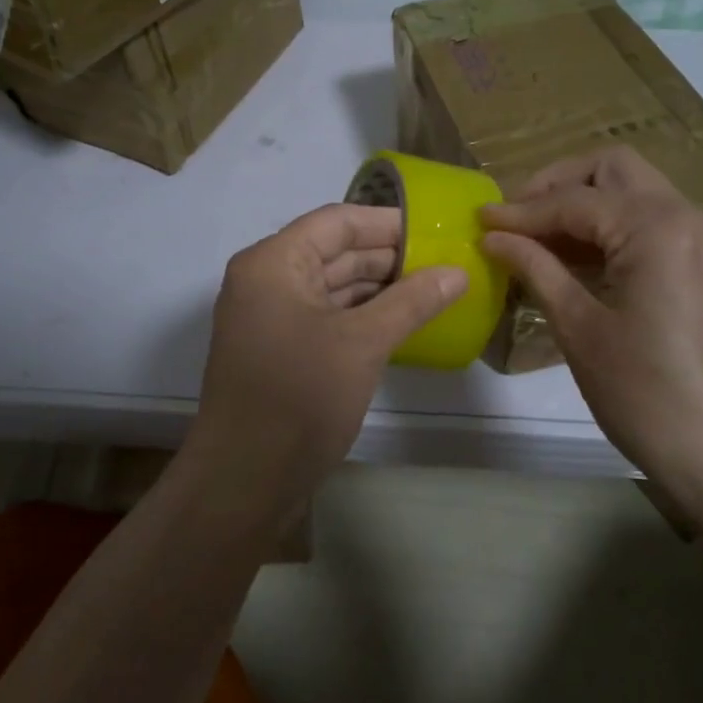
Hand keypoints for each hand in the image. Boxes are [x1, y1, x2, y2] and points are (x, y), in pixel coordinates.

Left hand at [193, 203, 465, 504]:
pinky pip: (327, 318)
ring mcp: (271, 319)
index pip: (337, 222)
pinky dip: (362, 317)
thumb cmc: (300, 397)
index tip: (436, 230)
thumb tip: (458, 272)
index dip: (388, 223)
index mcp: (274, 262)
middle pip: (334, 252)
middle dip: (388, 256)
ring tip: (434, 289)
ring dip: (379, 288)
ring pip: (332, 287)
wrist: (244, 481)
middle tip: (445, 262)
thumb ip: (411, 301)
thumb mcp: (362, 343)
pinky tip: (403, 322)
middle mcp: (267, 281)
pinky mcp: (281, 352)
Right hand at [481, 147, 702, 492]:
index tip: (478, 221)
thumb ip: (535, 268)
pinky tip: (570, 256)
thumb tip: (492, 237)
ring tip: (533, 237)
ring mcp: (699, 238)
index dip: (521, 211)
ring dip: (582, 203)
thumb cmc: (645, 393)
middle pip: (612, 169)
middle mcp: (684, 216)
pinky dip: (606, 225)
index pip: (574, 200)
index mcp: (655, 228)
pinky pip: (647, 220)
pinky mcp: (700, 262)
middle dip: (558, 184)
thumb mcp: (579, 327)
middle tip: (515, 217)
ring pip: (632, 191)